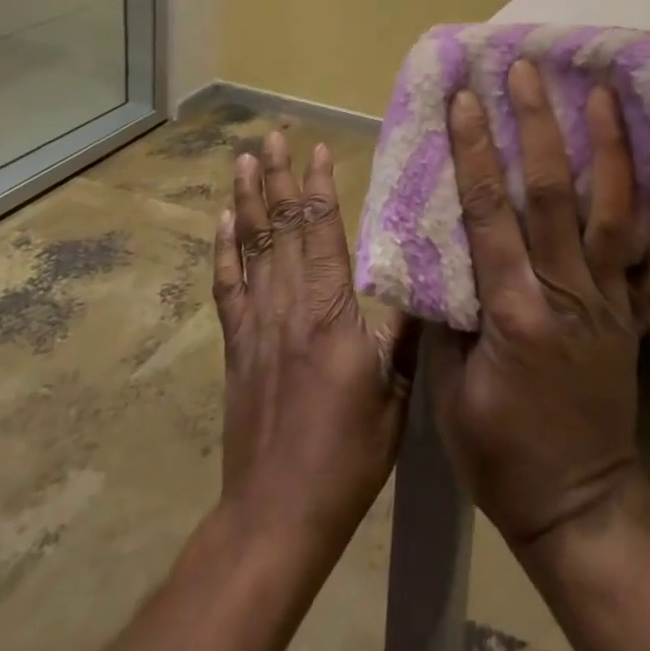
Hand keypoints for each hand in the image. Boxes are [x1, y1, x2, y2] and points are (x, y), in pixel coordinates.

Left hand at [212, 131, 419, 561]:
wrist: (276, 517)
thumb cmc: (347, 455)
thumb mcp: (395, 393)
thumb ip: (405, 328)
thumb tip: (427, 272)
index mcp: (330, 313)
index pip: (321, 233)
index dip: (317, 188)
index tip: (316, 148)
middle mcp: (288, 306)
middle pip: (280, 228)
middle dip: (276, 176)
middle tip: (272, 134)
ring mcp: (256, 325)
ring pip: (250, 247)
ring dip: (246, 200)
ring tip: (243, 160)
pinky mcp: (237, 347)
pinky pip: (227, 287)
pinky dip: (223, 250)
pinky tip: (222, 222)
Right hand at [430, 61, 649, 550]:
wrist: (580, 504)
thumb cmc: (500, 453)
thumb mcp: (449, 393)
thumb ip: (446, 317)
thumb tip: (436, 252)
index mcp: (512, 310)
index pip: (487, 213)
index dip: (474, 152)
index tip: (465, 99)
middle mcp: (565, 291)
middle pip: (551, 194)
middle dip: (536, 125)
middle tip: (526, 72)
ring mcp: (608, 299)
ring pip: (611, 211)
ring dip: (605, 149)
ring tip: (601, 94)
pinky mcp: (633, 313)